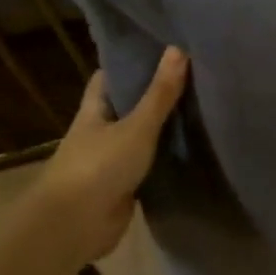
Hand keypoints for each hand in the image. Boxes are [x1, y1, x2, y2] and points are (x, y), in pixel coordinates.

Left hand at [33, 47, 189, 266]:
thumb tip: (179, 49)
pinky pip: (149, 167)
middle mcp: (100, 133)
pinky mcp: (125, 188)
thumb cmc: (99, 166)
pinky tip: (192, 151)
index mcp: (94, 112)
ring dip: (162, 130)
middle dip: (153, 97)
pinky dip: (166, 160)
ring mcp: (111, 162)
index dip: (129, 64)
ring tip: (199, 111)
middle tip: (191, 80)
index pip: (108, 79)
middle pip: (127, 108)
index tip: (160, 52)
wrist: (76, 225)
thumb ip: (160, 94)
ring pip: (140, 138)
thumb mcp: (136, 127)